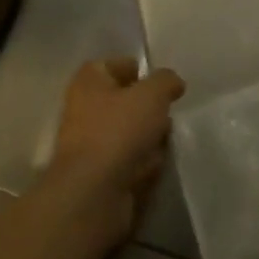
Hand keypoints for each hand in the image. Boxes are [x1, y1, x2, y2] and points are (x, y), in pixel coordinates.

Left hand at [41, 58, 184, 249]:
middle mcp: (85, 107)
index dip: (142, 72)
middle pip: (126, 100)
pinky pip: (128, 160)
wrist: (93, 194)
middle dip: (149, 108)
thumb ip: (166, 81)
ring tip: (165, 141)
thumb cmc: (119, 130)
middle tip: (168, 114)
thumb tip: (173, 82)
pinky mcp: (99, 174)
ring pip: (129, 132)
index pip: (118, 65)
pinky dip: (142, 162)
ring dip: (149, 137)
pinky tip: (154, 166)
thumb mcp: (152, 94)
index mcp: (90, 80)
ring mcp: (90, 143)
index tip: (164, 85)